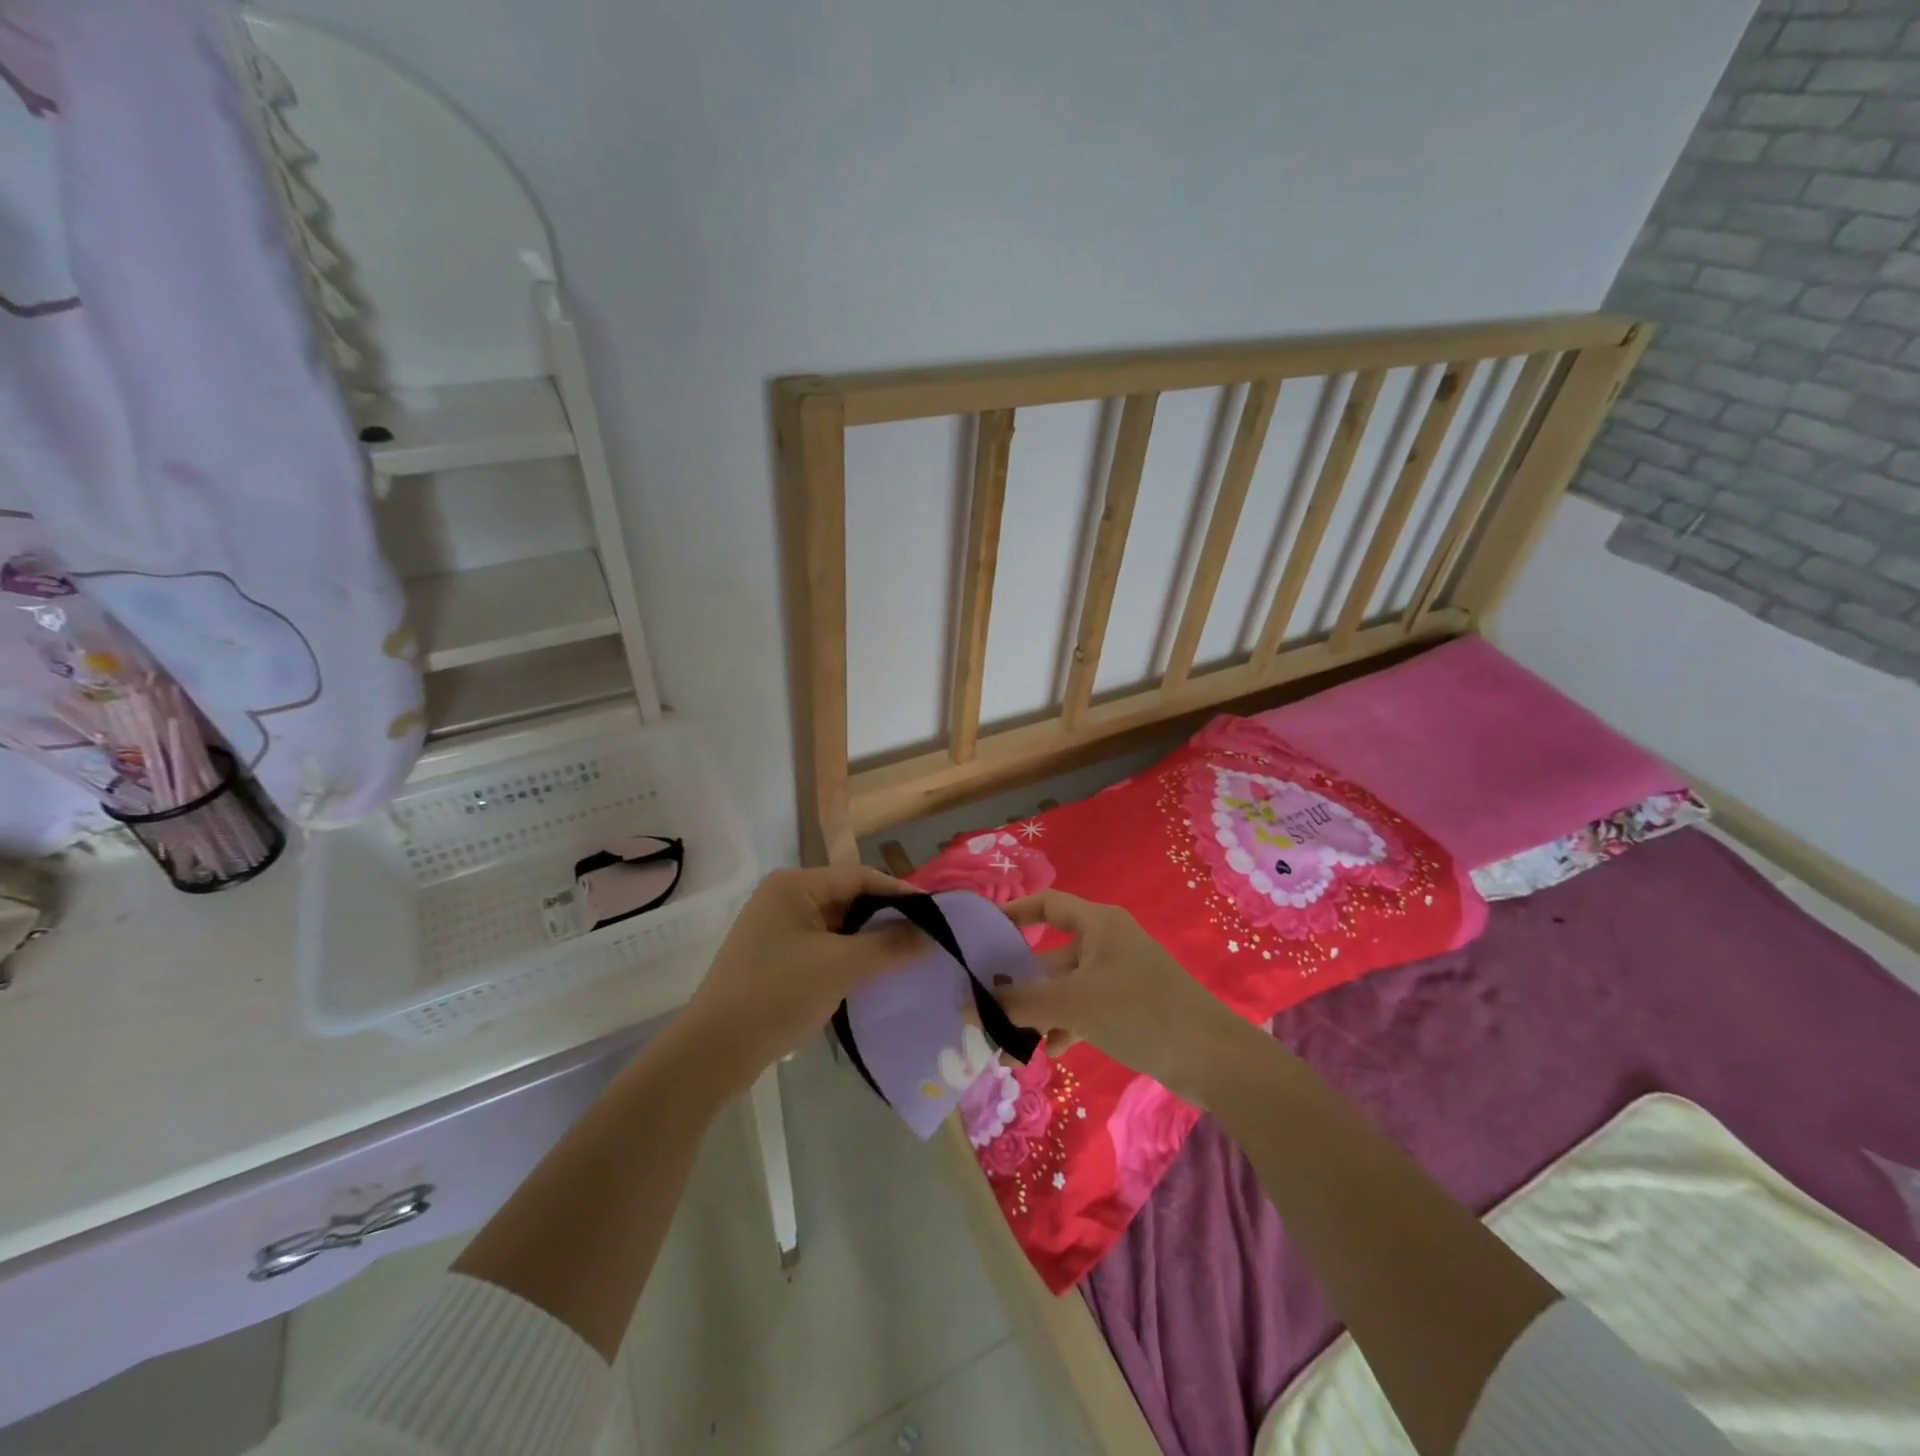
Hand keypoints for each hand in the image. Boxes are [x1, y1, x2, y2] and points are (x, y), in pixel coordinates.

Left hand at [679, 865, 925, 1094]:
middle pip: (848, 899)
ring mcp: (775, 929)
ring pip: (836, 926)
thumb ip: (890, 946)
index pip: (860, 877)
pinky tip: (871, 975)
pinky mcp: (773, 958)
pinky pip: (822, 947)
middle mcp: (783, 897)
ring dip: (868, 941)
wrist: (713, 1052)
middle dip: (886, 918)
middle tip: (925, 937)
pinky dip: (848, 957)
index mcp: (795, 885)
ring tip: (905, 957)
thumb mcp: (842, 967)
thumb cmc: (778, 994)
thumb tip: (932, 935)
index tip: (936, 914)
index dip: (900, 893)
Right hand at [998, 889, 1243, 1101]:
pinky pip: (1084, 1008)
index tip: (982, 936)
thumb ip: (1019, 1005)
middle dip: (1019, 984)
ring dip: (1039, 1013)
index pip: (1047, 904)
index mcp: (1098, 924)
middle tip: (985, 1008)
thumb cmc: (1139, 1012)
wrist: (1211, 1057)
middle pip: (1051, 954)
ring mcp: (1119, 976)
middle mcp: (1106, 943)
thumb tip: (969, 1009)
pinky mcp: (1129, 1006)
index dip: (1014, 914)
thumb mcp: (1073, 1005)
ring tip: (1010, 1044)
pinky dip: (1065, 1025)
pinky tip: (1052, 1051)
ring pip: (1065, 988)